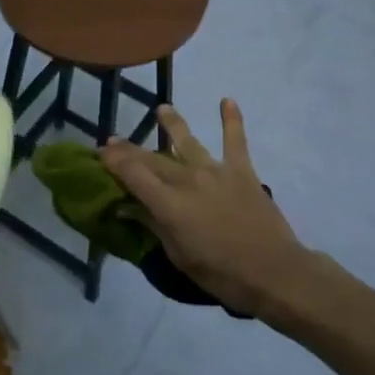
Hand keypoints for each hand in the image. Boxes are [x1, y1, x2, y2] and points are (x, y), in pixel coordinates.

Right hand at [101, 100, 311, 318]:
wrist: (274, 272)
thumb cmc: (221, 273)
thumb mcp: (178, 256)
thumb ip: (153, 226)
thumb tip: (126, 208)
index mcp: (169, 204)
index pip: (133, 174)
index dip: (113, 161)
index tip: (100, 153)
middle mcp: (188, 180)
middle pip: (152, 159)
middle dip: (129, 149)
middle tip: (114, 140)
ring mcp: (216, 171)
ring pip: (188, 141)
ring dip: (172, 124)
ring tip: (162, 109)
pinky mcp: (242, 172)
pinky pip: (236, 141)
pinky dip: (232, 120)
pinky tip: (227, 101)